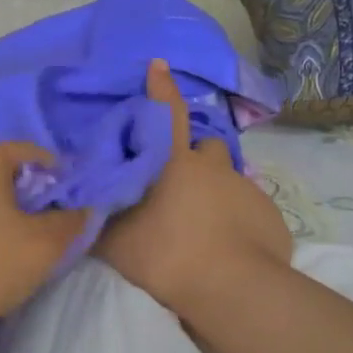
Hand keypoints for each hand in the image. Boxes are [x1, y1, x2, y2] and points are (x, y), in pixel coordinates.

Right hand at [96, 60, 292, 315]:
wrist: (230, 288)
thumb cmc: (164, 256)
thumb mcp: (114, 241)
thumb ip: (100, 217)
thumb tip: (83, 202)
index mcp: (173, 162)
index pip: (165, 113)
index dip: (160, 88)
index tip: (159, 64)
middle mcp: (212, 166)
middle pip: (203, 147)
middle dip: (193, 158)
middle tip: (179, 187)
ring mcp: (245, 187)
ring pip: (227, 178)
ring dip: (215, 190)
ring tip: (205, 223)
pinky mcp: (269, 213)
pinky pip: (248, 207)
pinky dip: (236, 219)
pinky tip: (228, 245)